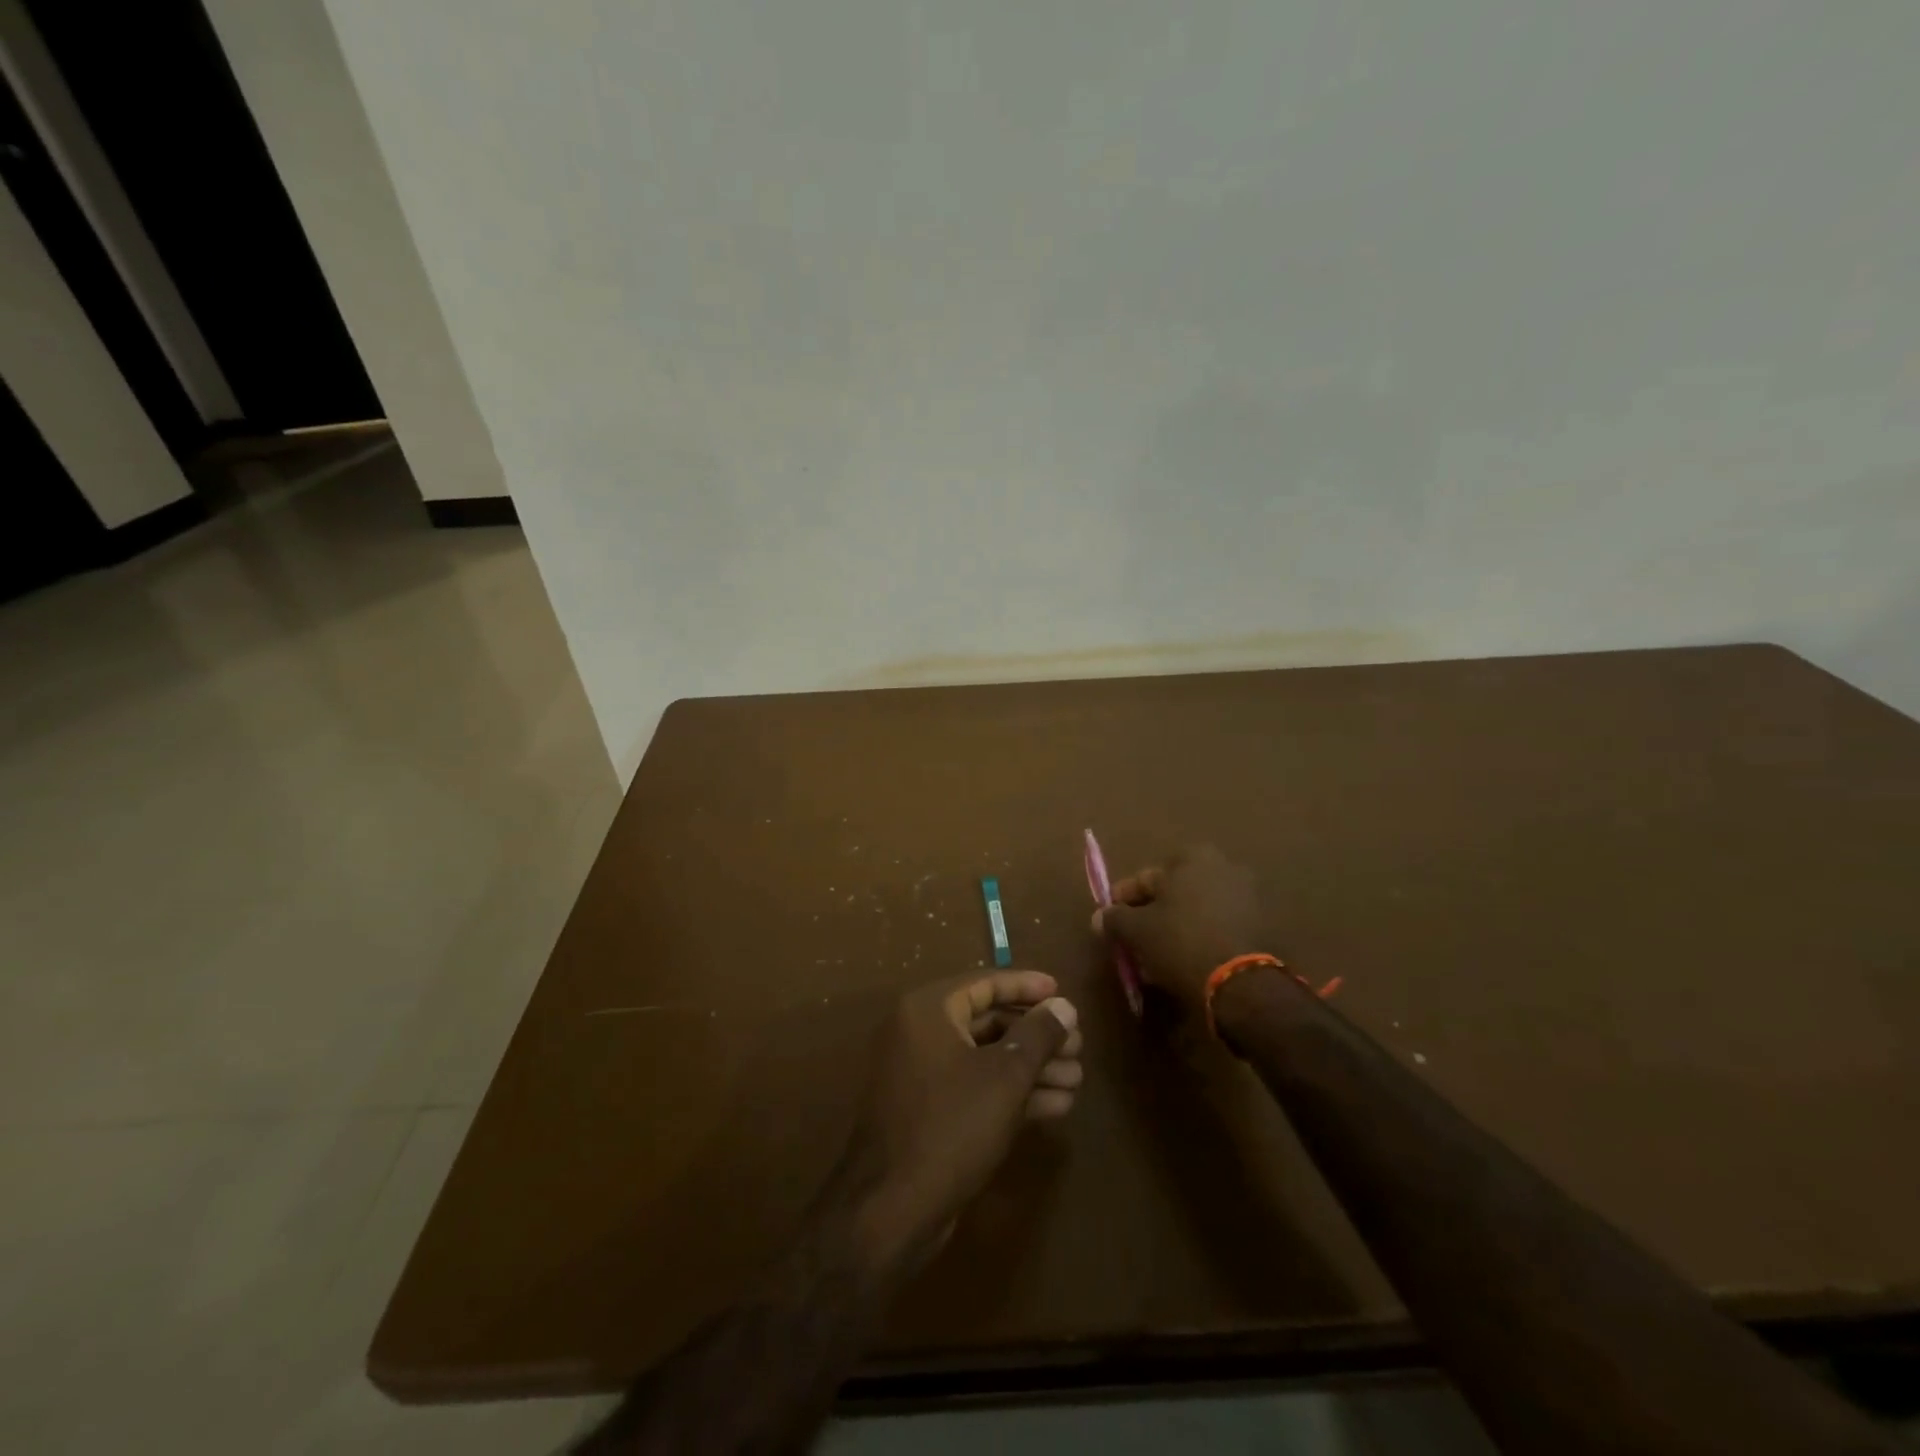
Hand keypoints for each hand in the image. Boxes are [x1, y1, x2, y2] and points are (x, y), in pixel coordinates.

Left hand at [847, 972, 1081, 1264]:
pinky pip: (976, 1088)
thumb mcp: (1004, 1077)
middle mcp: (920, 1033)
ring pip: (986, 1058)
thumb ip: (1038, 1035)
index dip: (1026, 986)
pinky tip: (1057, 1105)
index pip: (984, 983)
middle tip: (1078, 1045)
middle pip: (988, 1021)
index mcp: (928, 1010)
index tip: (1062, 992)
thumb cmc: (951, 1126)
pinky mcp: (930, 1112)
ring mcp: (922, 1075)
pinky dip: (1013, 1093)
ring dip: (1032, 1067)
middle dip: (1036, 1035)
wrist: (892, 1210)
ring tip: (1077, 1078)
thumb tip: (1064, 1006)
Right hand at [1091, 844, 1264, 1018]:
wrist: (1242, 983)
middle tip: (1134, 941)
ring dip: (1175, 929)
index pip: (1145, 878)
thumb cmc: (1181, 942)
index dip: (1123, 901)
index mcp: (1193, 858)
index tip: (1110, 921)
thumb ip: (1115, 919)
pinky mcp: (1262, 926)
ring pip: (1195, 911)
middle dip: (1152, 915)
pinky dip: (1200, 939)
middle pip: (1173, 893)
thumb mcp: (1137, 931)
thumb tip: (1100, 917)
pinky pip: (1217, 928)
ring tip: (1157, 958)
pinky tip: (1185, 963)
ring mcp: (1247, 896)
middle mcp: (1224, 867)